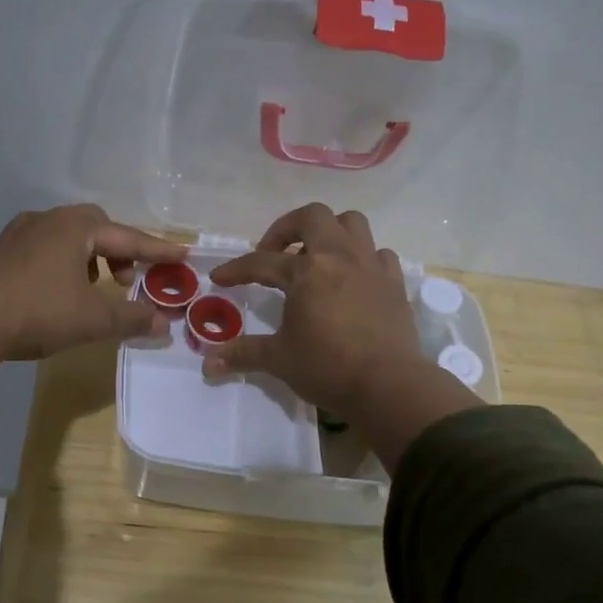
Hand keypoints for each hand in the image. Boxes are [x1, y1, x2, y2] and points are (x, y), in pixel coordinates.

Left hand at [0, 204, 185, 409]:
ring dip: (89, 258)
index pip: (128, 237)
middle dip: (118, 250)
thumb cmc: (40, 312)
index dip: (157, 250)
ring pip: (67, 237)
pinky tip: (60, 291)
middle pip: (95, 227)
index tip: (181, 254)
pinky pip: (45, 248)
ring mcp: (20, 233)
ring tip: (94, 287)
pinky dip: (64, 264)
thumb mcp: (95, 319)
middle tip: (127, 280)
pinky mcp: (1, 253)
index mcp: (75, 227)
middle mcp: (48, 219)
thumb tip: (164, 322)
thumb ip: (133, 318)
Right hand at [206, 203, 482, 465]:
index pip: (262, 262)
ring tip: (315, 255)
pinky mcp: (394, 283)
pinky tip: (353, 278)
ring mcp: (370, 266)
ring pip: (352, 223)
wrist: (388, 385)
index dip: (237, 268)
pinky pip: (379, 254)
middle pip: (312, 217)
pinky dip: (363, 258)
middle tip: (273, 253)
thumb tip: (207, 363)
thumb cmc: (327, 368)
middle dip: (287, 228)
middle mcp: (339, 257)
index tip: (220, 278)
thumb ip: (243, 354)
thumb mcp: (278, 360)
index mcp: (306, 271)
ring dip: (329, 231)